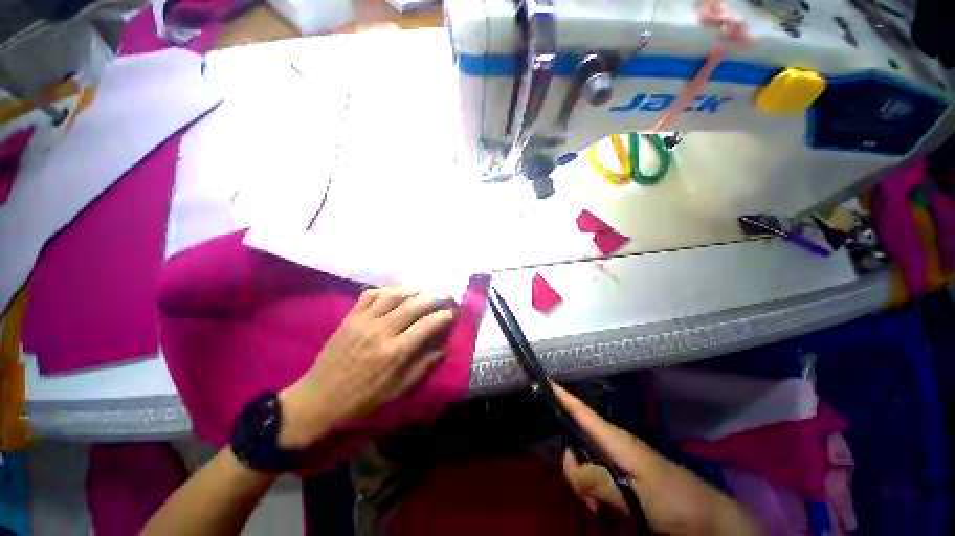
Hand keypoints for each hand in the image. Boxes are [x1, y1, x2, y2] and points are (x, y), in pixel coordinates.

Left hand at [277, 288, 454, 449]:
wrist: (320, 397)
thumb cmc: (362, 398)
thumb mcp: (397, 390)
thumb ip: (422, 367)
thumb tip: (442, 349)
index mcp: (395, 352)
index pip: (426, 325)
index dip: (443, 316)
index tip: (452, 313)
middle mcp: (381, 331)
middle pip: (413, 306)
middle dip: (433, 298)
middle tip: (444, 296)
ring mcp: (363, 321)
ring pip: (393, 295)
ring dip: (412, 290)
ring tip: (423, 292)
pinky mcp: (349, 317)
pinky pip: (369, 295)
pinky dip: (385, 290)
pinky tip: (394, 293)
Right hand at [555, 385, 759, 535]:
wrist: (706, 519)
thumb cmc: (673, 500)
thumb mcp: (635, 494)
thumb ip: (599, 480)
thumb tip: (569, 466)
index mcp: (614, 440)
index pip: (582, 411)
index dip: (562, 395)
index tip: (544, 380)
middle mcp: (611, 445)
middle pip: (575, 442)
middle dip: (571, 466)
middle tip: (585, 496)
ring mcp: (617, 461)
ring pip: (583, 463)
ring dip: (583, 485)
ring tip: (598, 508)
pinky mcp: (621, 476)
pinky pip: (595, 477)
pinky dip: (592, 492)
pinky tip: (603, 509)